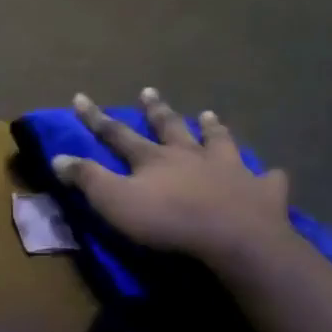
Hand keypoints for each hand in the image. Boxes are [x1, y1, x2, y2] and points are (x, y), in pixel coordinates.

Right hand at [52, 90, 293, 271]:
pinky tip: (273, 173)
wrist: (234, 239)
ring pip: (219, 142)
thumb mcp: (114, 201)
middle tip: (149, 92)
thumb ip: (87, 179)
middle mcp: (191, 155)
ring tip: (209, 115)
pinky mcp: (261, 193)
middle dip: (156, 111)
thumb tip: (57, 157)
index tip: (80, 98)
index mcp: (154, 159)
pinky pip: (267, 180)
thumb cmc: (167, 220)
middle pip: (170, 128)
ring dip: (213, 128)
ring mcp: (230, 170)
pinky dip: (268, 175)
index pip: (117, 134)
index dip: (96, 118)